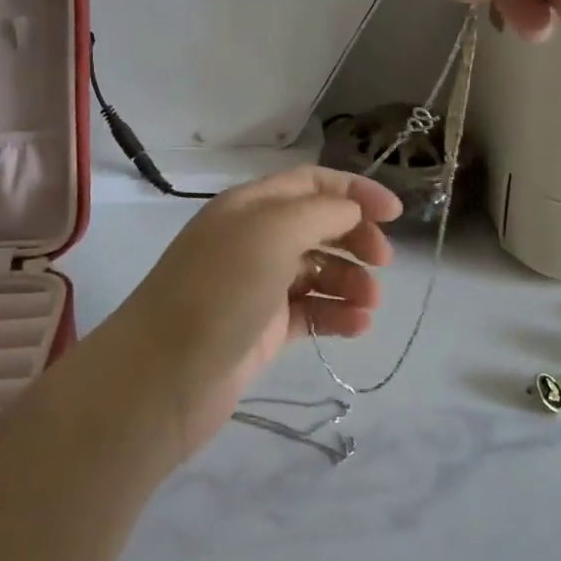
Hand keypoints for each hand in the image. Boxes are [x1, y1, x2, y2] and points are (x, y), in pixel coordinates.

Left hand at [111, 167, 402, 456]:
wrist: (163, 376)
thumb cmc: (220, 289)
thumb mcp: (272, 232)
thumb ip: (320, 213)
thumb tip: (350, 212)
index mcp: (251, 206)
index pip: (311, 183)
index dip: (355, 192)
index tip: (396, 214)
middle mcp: (253, 239)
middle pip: (318, 226)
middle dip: (355, 238)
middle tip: (384, 263)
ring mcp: (257, 286)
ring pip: (317, 272)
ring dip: (350, 281)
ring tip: (370, 304)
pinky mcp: (262, 329)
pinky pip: (310, 312)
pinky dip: (336, 315)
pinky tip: (358, 327)